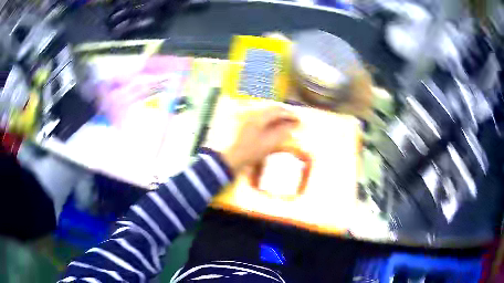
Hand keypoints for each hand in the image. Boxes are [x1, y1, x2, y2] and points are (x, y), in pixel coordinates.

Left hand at [220, 106, 298, 173]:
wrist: (221, 160)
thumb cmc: (246, 153)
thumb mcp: (267, 144)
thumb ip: (281, 133)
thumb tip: (292, 125)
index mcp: (256, 115)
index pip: (277, 109)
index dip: (289, 114)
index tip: (298, 119)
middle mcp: (247, 109)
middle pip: (268, 107)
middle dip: (280, 113)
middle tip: (290, 120)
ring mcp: (238, 113)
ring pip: (259, 109)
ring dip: (270, 115)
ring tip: (278, 123)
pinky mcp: (232, 118)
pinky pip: (250, 113)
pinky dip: (260, 117)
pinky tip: (263, 125)